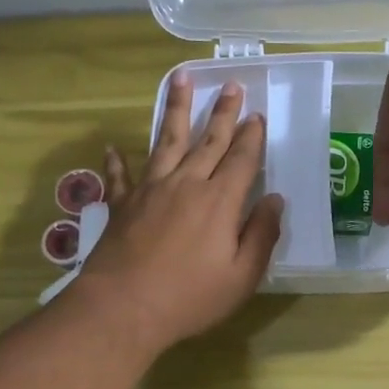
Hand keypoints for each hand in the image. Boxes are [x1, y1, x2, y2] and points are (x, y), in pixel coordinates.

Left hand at [70, 74, 282, 353]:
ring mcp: (150, 190)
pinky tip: (113, 147)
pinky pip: (121, 176)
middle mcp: (185, 184)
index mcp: (219, 201)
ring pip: (166, 141)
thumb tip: (274, 200)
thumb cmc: (190, 298)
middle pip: (208, 141)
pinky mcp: (122, 205)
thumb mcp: (241, 276)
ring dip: (176, 110)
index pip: (241, 160)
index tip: (258, 116)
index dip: (252, 137)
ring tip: (180, 79)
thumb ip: (262, 235)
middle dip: (223, 112)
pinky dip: (118, 161)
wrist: (123, 308)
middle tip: (230, 85)